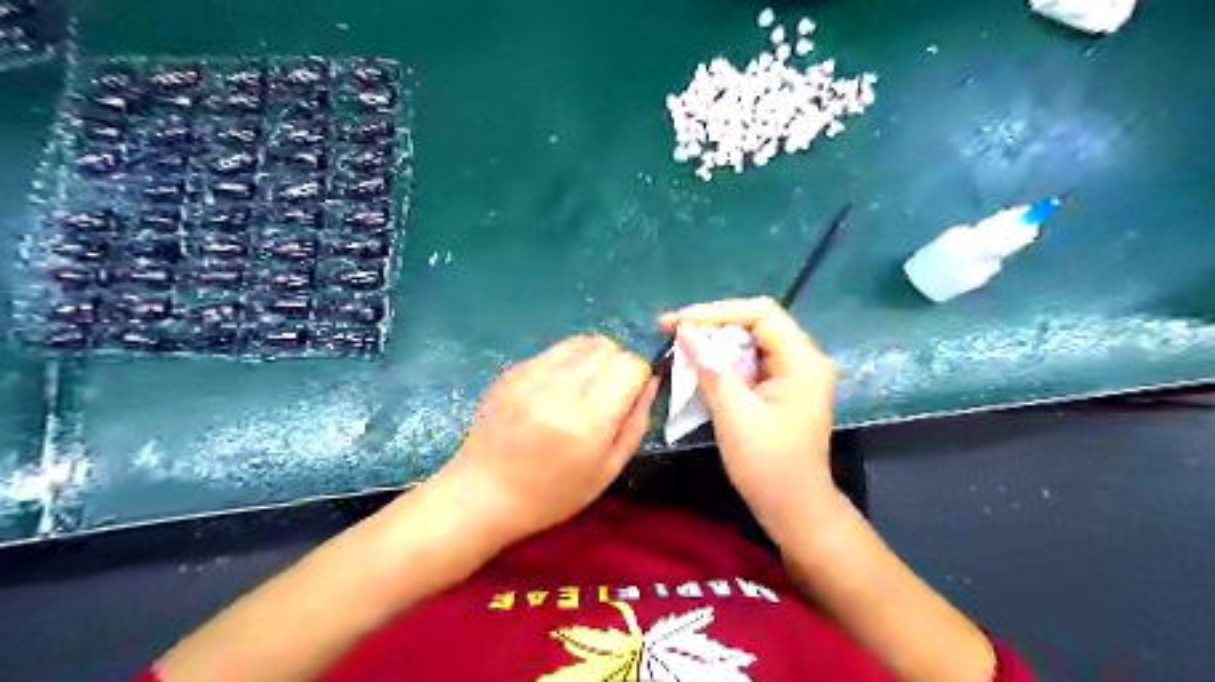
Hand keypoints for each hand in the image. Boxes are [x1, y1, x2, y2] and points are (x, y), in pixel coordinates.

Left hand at [430, 335, 650, 542]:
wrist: (484, 493)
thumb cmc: (552, 494)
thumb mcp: (608, 470)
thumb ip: (636, 423)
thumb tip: (650, 381)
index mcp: (589, 420)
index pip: (630, 365)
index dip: (638, 377)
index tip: (630, 396)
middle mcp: (561, 389)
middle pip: (609, 348)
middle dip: (618, 365)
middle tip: (607, 395)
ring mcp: (533, 375)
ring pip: (583, 342)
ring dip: (594, 359)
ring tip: (584, 388)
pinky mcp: (514, 370)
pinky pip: (556, 349)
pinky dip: (568, 361)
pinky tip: (557, 390)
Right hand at [663, 299, 846, 536]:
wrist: (794, 509)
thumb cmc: (768, 464)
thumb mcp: (734, 413)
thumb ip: (710, 367)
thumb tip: (685, 331)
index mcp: (803, 361)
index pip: (761, 313)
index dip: (717, 311)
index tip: (680, 322)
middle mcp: (803, 360)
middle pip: (756, 324)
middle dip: (713, 325)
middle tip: (673, 330)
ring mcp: (793, 375)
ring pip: (750, 343)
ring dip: (715, 343)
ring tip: (679, 344)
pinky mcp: (781, 390)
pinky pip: (749, 363)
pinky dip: (723, 362)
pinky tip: (698, 365)